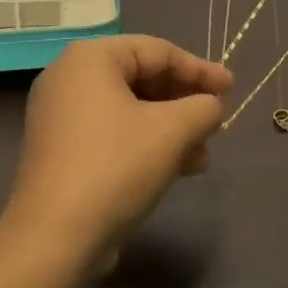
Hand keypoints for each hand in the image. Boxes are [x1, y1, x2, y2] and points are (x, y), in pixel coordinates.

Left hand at [5, 35, 233, 273]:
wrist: (54, 237)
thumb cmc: (116, 167)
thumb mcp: (172, 132)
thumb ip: (202, 108)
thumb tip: (212, 107)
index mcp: (90, 58)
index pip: (157, 51)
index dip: (200, 69)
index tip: (232, 89)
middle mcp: (69, 77)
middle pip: (142, 78)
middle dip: (184, 103)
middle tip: (217, 123)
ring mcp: (59, 115)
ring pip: (129, 110)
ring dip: (170, 128)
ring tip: (202, 156)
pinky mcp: (60, 149)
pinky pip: (111, 132)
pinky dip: (144, 143)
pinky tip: (175, 169)